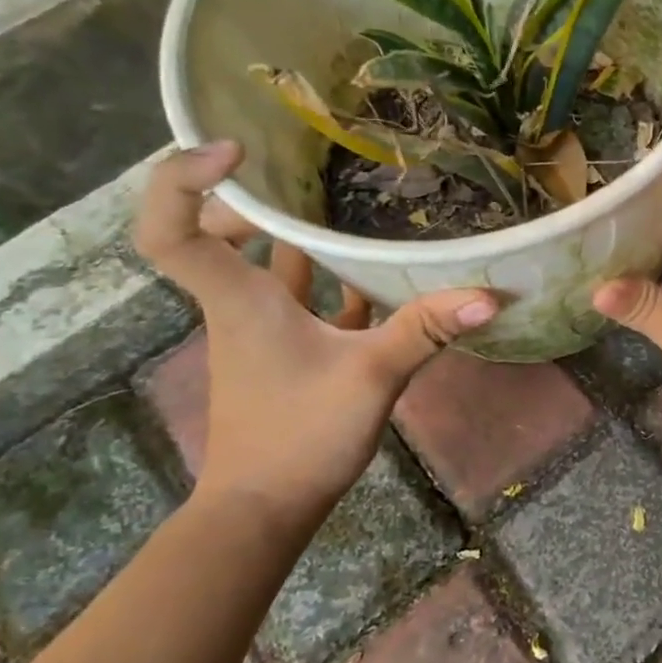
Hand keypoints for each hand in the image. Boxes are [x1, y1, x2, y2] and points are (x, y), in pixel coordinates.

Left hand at [134, 141, 497, 526]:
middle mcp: (241, 304)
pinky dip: (329, 280)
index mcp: (241, 299)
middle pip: (215, 234)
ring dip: (297, 235)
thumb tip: (489, 295)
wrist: (264, 511)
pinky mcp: (285, 352)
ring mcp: (261, 330)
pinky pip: (301, 298)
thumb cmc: (299, 437)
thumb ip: (426, 331)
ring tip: (348, 201)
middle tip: (305, 172)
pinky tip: (375, 274)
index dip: (183, 179)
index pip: (172, 230)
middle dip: (255, 198)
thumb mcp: (371, 377)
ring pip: (267, 266)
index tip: (238, 151)